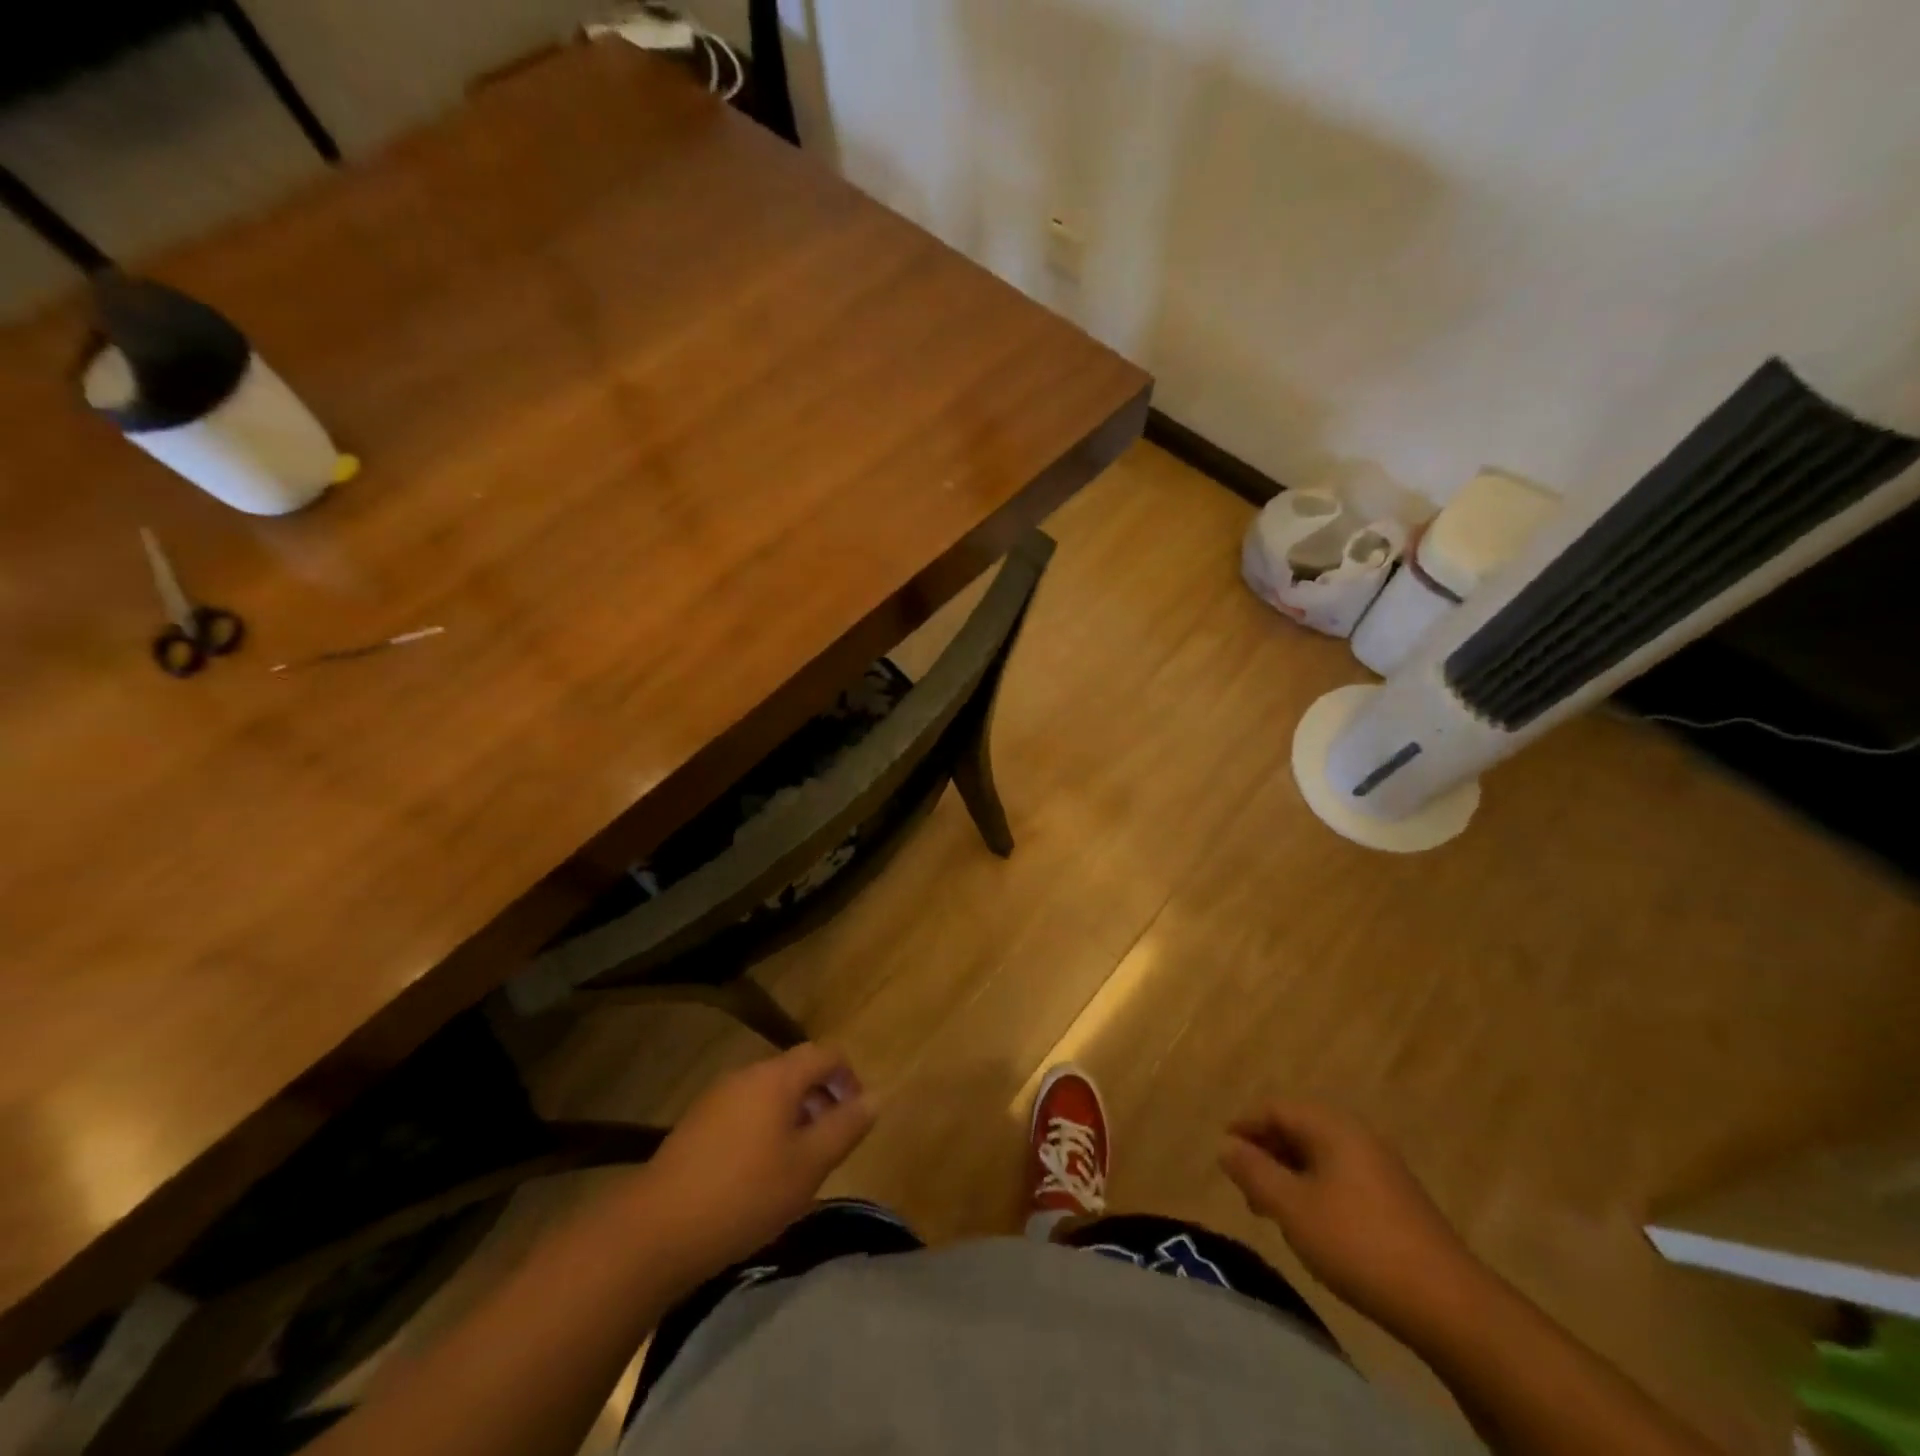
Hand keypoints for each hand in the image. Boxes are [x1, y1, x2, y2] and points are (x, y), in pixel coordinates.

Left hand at [639, 1043, 874, 1274]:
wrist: (655, 1231)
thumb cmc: (744, 1194)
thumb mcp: (808, 1166)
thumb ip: (845, 1127)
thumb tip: (875, 1097)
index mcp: (777, 1076)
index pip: (825, 1053)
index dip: (849, 1077)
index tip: (856, 1117)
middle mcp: (746, 1075)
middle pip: (797, 1071)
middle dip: (822, 1100)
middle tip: (831, 1146)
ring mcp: (717, 1098)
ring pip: (770, 1094)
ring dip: (794, 1117)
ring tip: (798, 1165)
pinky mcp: (697, 1125)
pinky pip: (745, 1112)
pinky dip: (765, 1130)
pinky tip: (759, 1176)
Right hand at [1220, 1100, 1482, 1339]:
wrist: (1450, 1305)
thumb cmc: (1359, 1244)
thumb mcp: (1292, 1208)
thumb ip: (1254, 1172)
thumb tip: (1225, 1145)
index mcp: (1332, 1126)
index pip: (1275, 1108)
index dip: (1244, 1126)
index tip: (1223, 1156)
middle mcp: (1357, 1135)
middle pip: (1297, 1128)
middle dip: (1266, 1152)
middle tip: (1245, 1188)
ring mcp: (1380, 1167)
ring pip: (1319, 1156)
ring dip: (1289, 1175)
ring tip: (1273, 1212)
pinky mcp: (1395, 1199)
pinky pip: (1340, 1177)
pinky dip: (1315, 1190)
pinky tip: (1312, 1226)